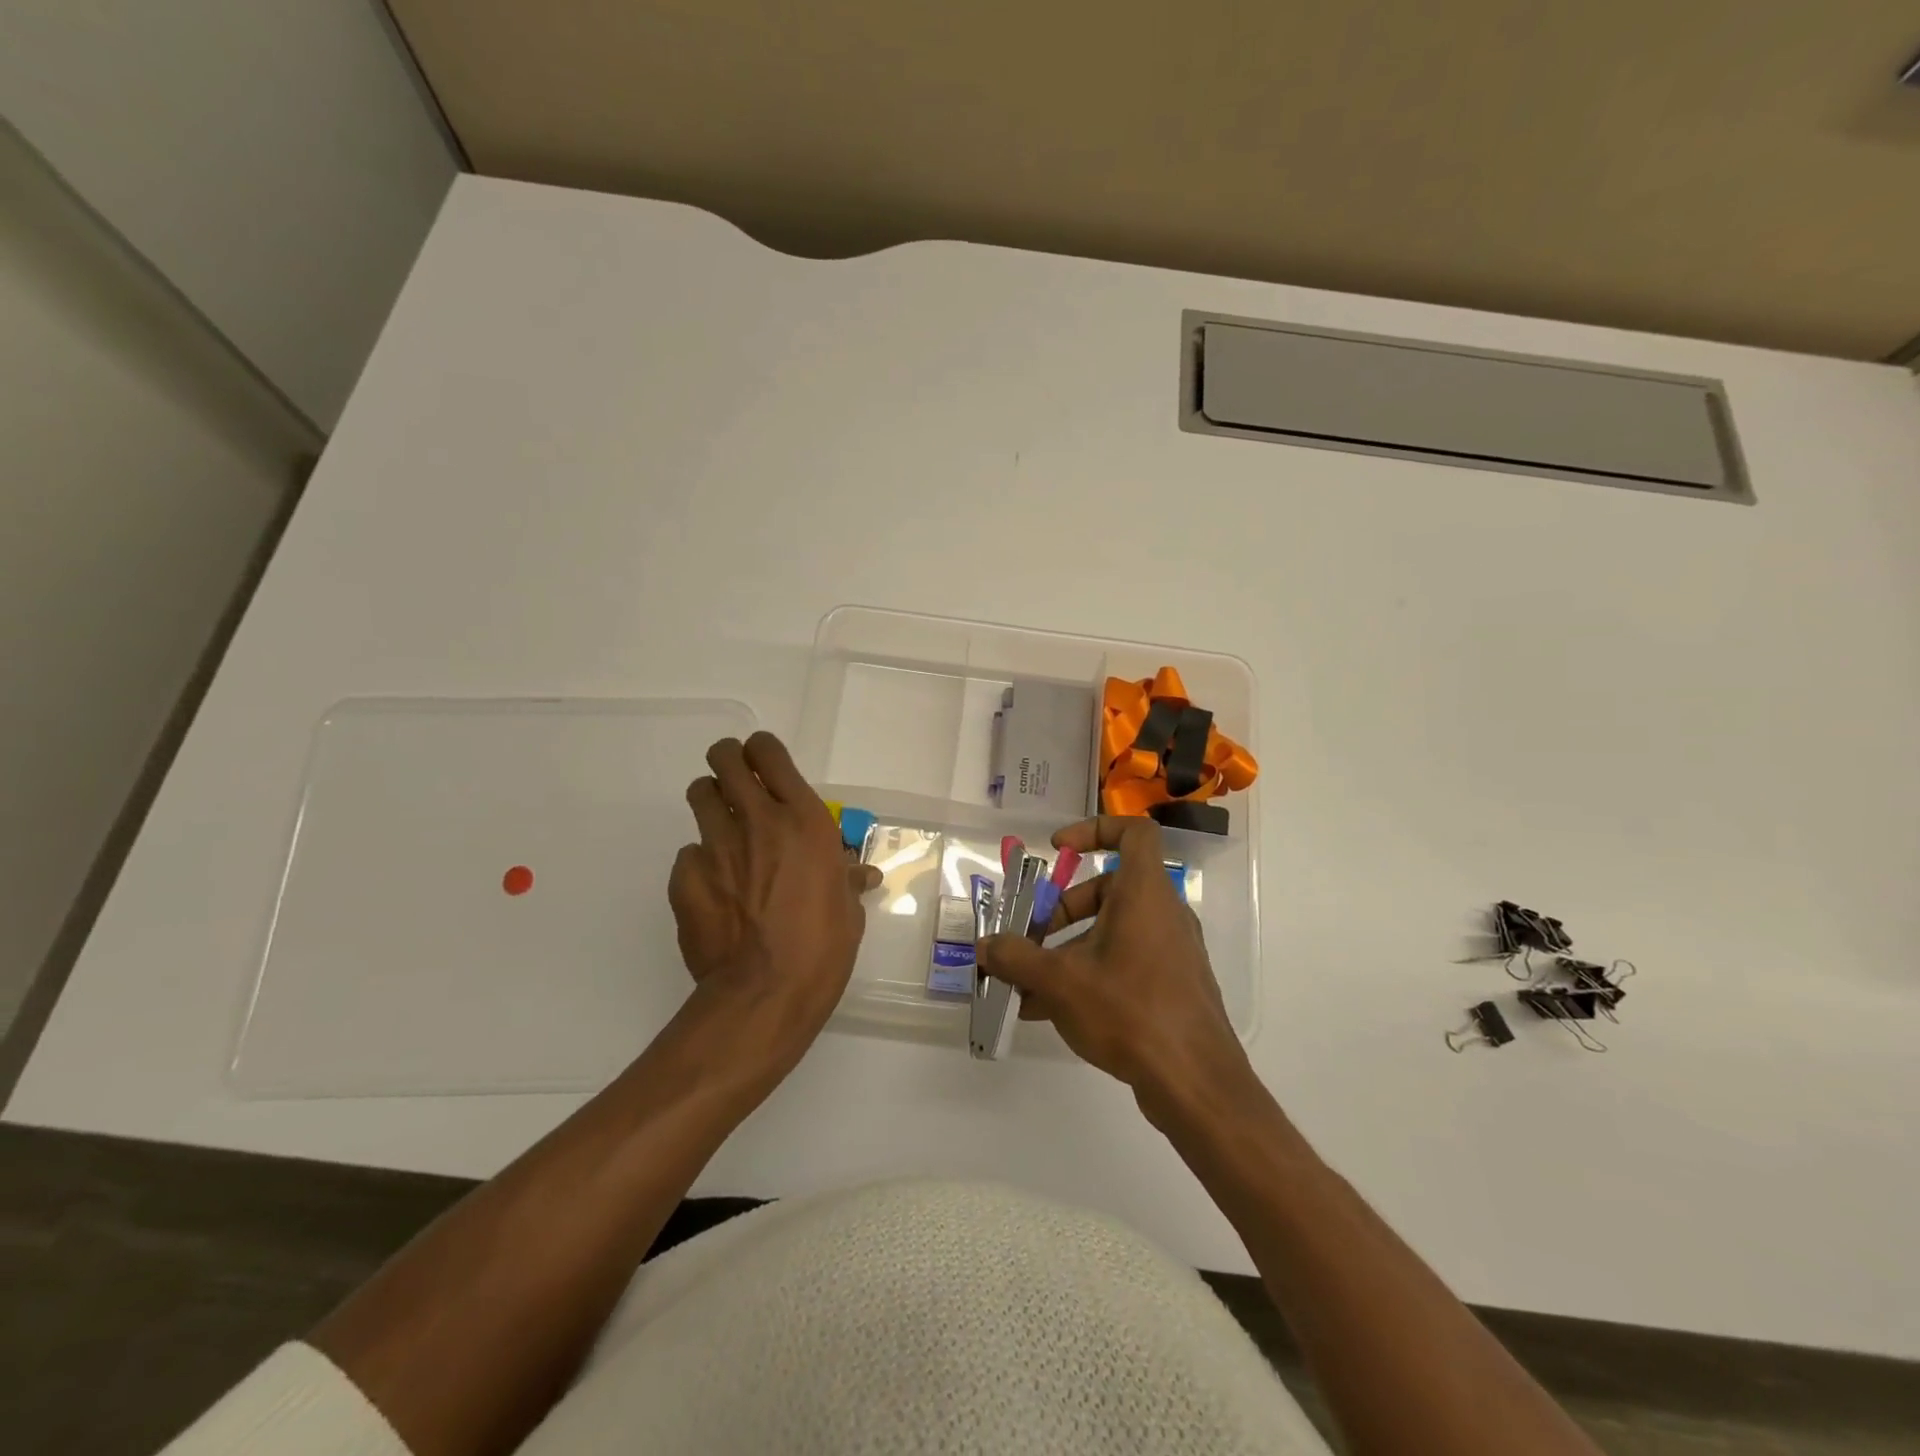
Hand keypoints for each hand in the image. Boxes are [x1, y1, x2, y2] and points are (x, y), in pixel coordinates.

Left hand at [668, 732, 878, 1076]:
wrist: (766, 993)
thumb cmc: (823, 948)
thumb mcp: (848, 910)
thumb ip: (847, 880)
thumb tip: (862, 874)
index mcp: (803, 820)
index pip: (769, 753)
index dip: (762, 750)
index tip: (764, 763)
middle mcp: (757, 821)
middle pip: (725, 759)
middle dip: (728, 760)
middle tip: (735, 779)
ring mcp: (716, 846)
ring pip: (700, 794)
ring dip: (711, 801)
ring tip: (722, 826)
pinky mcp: (685, 877)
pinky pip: (688, 853)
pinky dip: (700, 861)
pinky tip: (713, 888)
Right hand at [977, 816, 1252, 1117]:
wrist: (1195, 1083)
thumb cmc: (1129, 1010)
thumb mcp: (1060, 981)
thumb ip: (1016, 958)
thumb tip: (985, 946)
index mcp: (1144, 893)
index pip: (1133, 832)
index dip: (1093, 830)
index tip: (1057, 850)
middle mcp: (1163, 913)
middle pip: (1107, 889)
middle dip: (1061, 910)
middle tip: (1028, 938)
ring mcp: (1171, 951)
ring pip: (1111, 931)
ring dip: (1066, 950)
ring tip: (1027, 985)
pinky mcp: (1172, 985)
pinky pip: (1123, 962)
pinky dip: (1088, 973)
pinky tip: (1050, 1011)